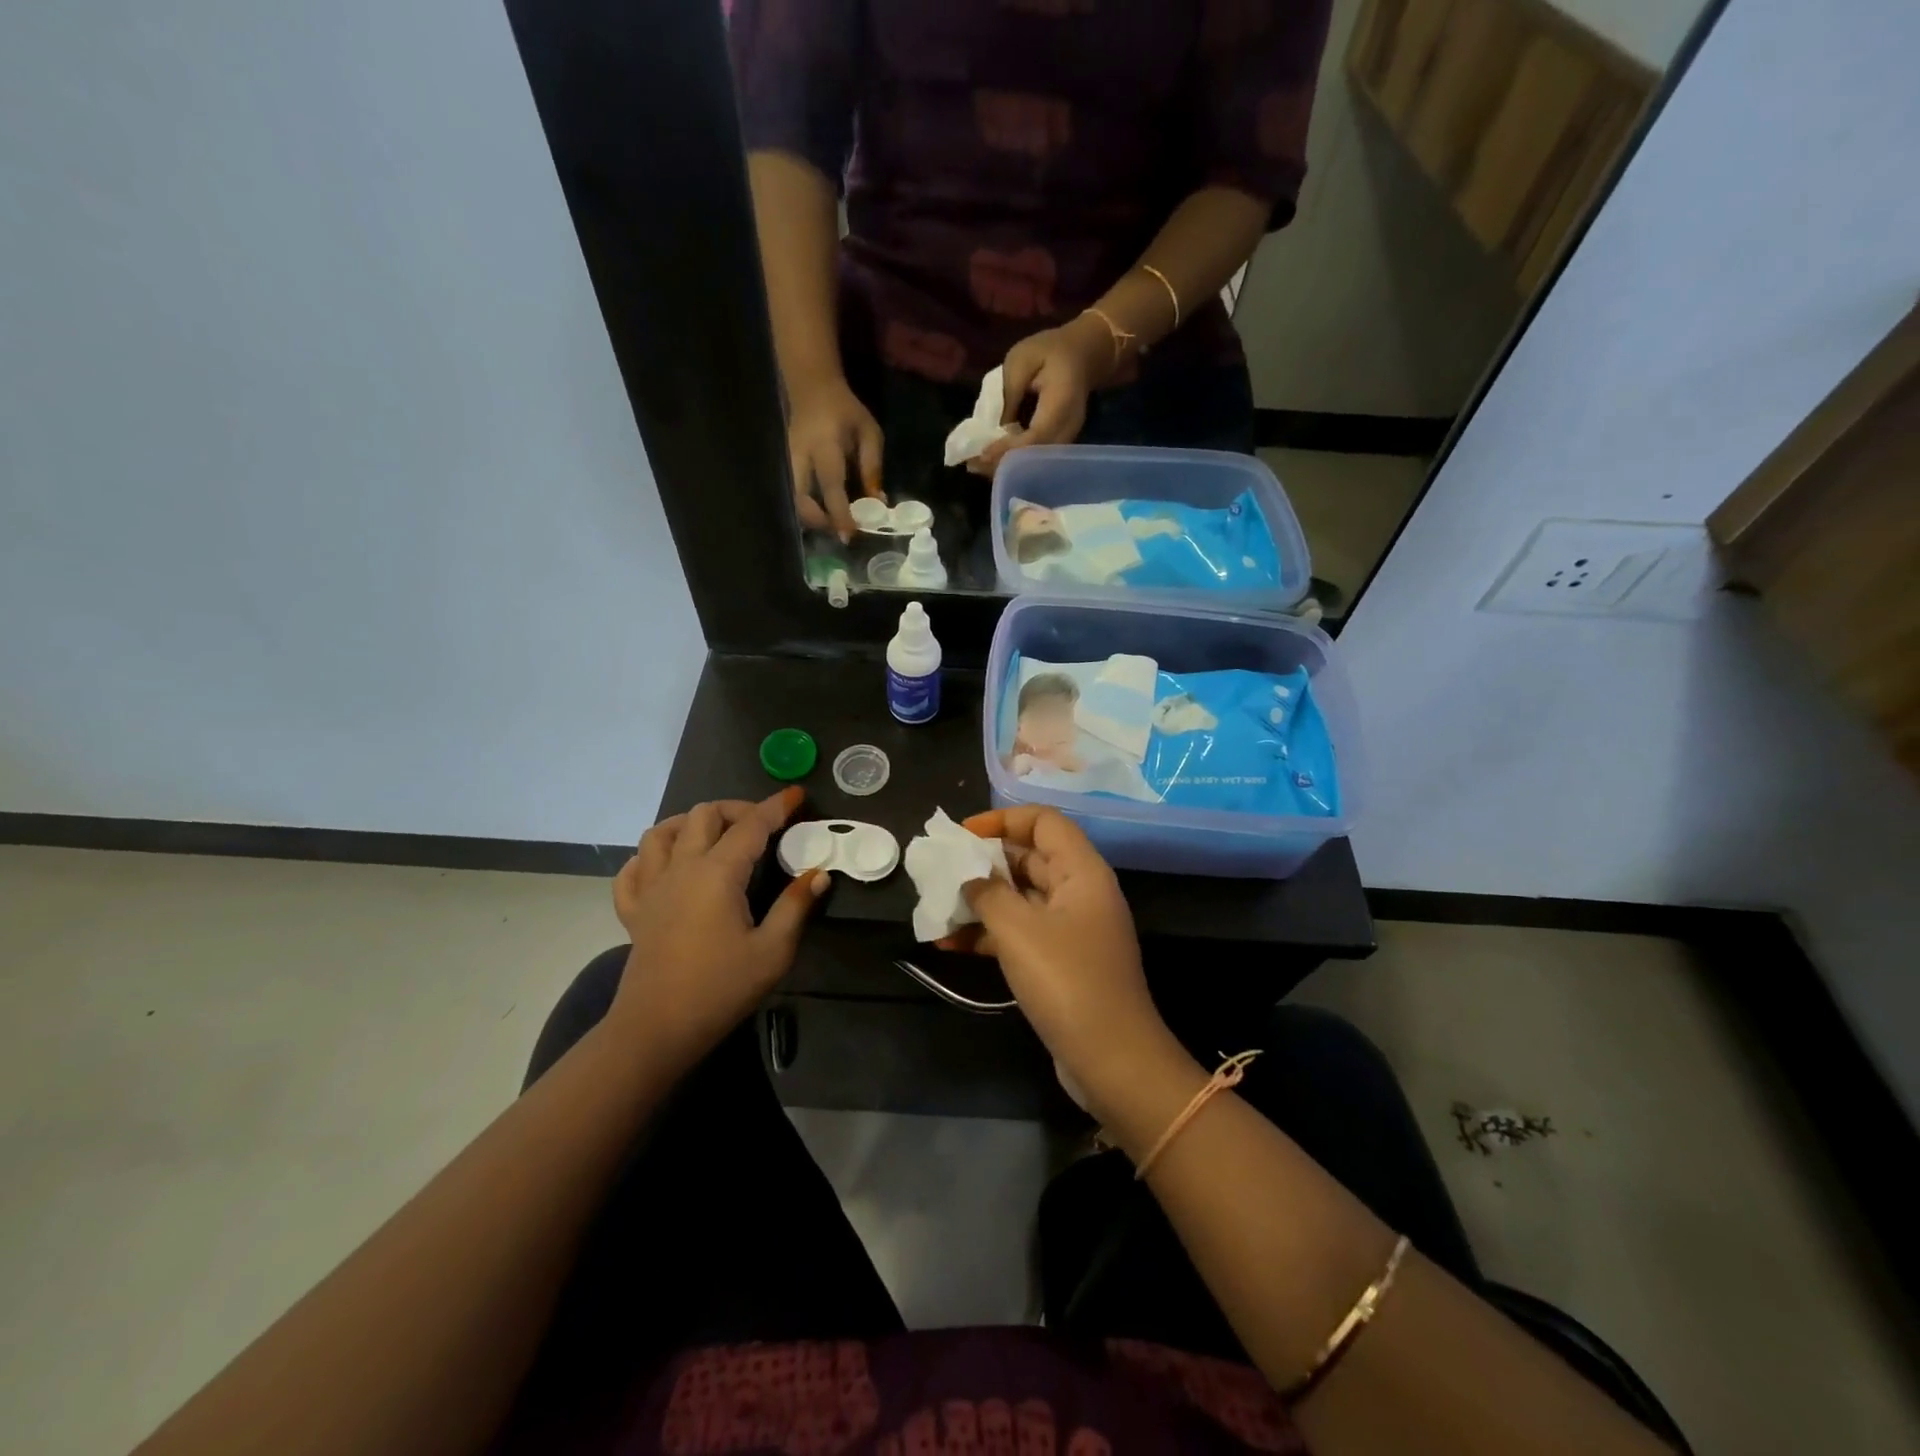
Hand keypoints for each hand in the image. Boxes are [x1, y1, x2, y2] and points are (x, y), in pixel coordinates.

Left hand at [608, 788, 827, 1073]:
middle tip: (763, 825)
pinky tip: (667, 867)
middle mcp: (681, 869)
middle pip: (703, 815)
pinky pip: (632, 870)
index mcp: (718, 874)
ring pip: (661, 833)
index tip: (797, 795)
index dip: (777, 807)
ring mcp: (651, 888)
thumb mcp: (773, 951)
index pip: (751, 825)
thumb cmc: (720, 989)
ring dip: (689, 823)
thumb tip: (818, 873)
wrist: (656, 1030)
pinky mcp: (634, 911)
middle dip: (736, 809)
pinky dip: (649, 858)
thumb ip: (796, 906)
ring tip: (714, 835)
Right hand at [787, 376, 884, 539]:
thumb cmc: (845, 410)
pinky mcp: (787, 468)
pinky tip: (826, 514)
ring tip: (836, 524)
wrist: (812, 388)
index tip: (849, 535)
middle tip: (841, 532)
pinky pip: (795, 496)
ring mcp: (788, 463)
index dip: (840, 514)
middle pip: (801, 500)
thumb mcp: (869, 433)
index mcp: (824, 446)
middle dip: (820, 522)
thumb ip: (873, 468)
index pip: (830, 486)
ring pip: (794, 502)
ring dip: (813, 520)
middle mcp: (800, 457)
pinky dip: (809, 511)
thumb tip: (878, 502)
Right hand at [948, 806, 1174, 1110]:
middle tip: (942, 871)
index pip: (1043, 822)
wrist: (1112, 1060)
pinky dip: (990, 934)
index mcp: (1082, 871)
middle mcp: (1080, 892)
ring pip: (1021, 898)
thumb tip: (968, 877)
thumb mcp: (1018, 930)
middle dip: (984, 862)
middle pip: (1030, 857)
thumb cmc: (1067, 981)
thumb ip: (987, 893)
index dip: (1002, 820)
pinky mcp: (1062, 961)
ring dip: (981, 901)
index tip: (962, 835)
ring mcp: (1073, 928)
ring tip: (937, 909)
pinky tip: (950, 944)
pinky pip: (1022, 932)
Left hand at [972, 313, 1116, 477]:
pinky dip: (1015, 462)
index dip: (1008, 449)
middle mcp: (1069, 428)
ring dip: (1007, 467)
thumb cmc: (1051, 351)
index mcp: (1062, 403)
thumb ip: (1008, 393)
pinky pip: (1037, 459)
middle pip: (1036, 459)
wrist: (1084, 355)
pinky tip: (994, 460)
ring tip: (978, 465)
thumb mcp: (1022, 359)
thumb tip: (993, 430)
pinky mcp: (1061, 444)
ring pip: (1036, 464)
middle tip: (973, 465)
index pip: (1035, 436)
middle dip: (1003, 465)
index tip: (982, 455)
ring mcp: (1068, 439)